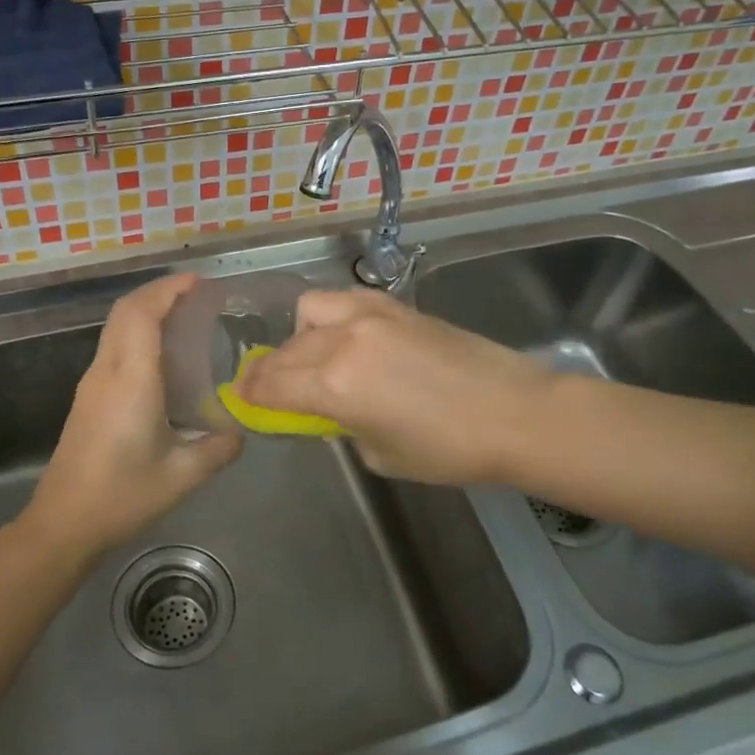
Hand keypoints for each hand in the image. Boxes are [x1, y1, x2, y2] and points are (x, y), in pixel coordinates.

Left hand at [24, 273, 242, 556]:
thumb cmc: (122, 496)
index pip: (142, 314)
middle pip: (125, 311)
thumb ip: (218, 448)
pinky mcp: (87, 398)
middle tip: (195, 294)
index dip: (168, 289)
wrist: (63, 523)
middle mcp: (106, 372)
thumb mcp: (182, 476)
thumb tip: (239, 432)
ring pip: (115, 328)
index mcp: (131, 380)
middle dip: (158, 292)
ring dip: (145, 311)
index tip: (198, 281)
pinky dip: (136, 333)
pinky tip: (160, 356)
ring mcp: (91, 384)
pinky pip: (113, 347)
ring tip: (182, 317)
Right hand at [237, 289, 553, 485]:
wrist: (514, 412)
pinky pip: (344, 301)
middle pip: (286, 351)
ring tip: (311, 358)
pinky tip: (343, 337)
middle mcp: (343, 340)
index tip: (241, 401)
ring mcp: (370, 315)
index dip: (249, 395)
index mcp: (335, 385)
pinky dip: (330, 317)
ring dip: (298, 336)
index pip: (272, 384)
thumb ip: (340, 424)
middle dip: (269, 372)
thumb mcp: (378, 452)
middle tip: (269, 389)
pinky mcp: (395, 306)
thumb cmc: (447, 450)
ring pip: (309, 311)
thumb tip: (326, 408)